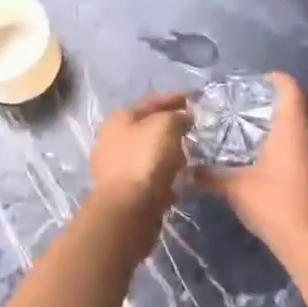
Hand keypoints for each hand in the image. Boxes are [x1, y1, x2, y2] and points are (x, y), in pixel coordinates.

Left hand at [88, 92, 191, 237]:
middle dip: (170, 126)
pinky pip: (148, 175)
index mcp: (119, 119)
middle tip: (192, 128)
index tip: (195, 98)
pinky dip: (163, 173)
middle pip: (147, 127)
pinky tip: (177, 177)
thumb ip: (176, 116)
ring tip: (188, 154)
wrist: (128, 208)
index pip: (151, 101)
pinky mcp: (122, 191)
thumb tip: (182, 118)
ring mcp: (114, 167)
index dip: (174, 98)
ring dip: (167, 152)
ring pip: (147, 152)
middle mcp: (112, 140)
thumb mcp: (165, 126)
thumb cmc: (146, 160)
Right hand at [198, 72, 307, 265]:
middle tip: (261, 107)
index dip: (277, 80)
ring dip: (298, 123)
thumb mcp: (235, 188)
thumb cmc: (273, 204)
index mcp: (295, 126)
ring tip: (273, 132)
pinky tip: (287, 160)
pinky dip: (305, 144)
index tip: (261, 82)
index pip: (291, 88)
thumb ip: (211, 175)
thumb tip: (187, 170)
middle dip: (287, 100)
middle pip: (306, 104)